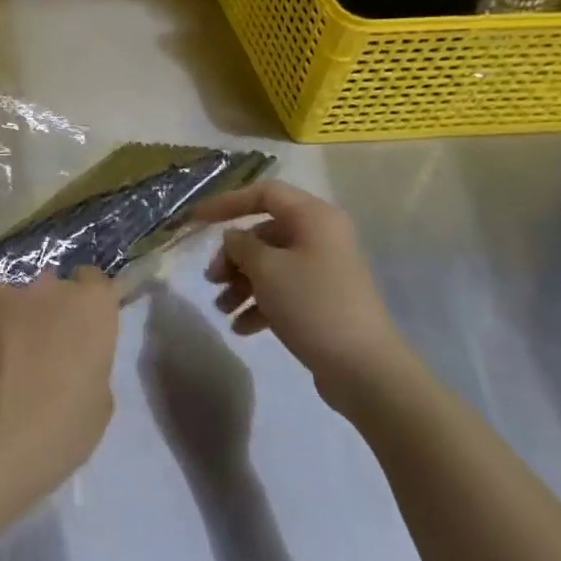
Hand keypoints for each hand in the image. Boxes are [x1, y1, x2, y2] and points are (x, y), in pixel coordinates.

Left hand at [0, 269, 119, 515]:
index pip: (94, 282)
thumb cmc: (50, 436)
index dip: (86, 306)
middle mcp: (45, 287)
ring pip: (8, 301)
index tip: (78, 333)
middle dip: (45, 314)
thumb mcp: (96, 408)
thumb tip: (71, 355)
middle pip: (50, 290)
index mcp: (89, 308)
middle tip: (36, 356)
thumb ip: (90, 363)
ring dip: (7, 322)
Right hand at [193, 181, 421, 414]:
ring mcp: (324, 270)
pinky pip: (283, 290)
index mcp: (314, 217)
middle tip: (212, 279)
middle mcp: (321, 237)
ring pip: (271, 264)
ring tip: (222, 308)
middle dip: (233, 256)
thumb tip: (234, 238)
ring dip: (242, 283)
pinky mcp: (324, 300)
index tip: (196, 220)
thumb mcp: (267, 269)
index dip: (227, 202)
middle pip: (264, 233)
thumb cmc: (312, 304)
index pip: (264, 193)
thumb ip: (241, 246)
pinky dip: (260, 304)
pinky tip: (242, 328)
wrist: (364, 367)